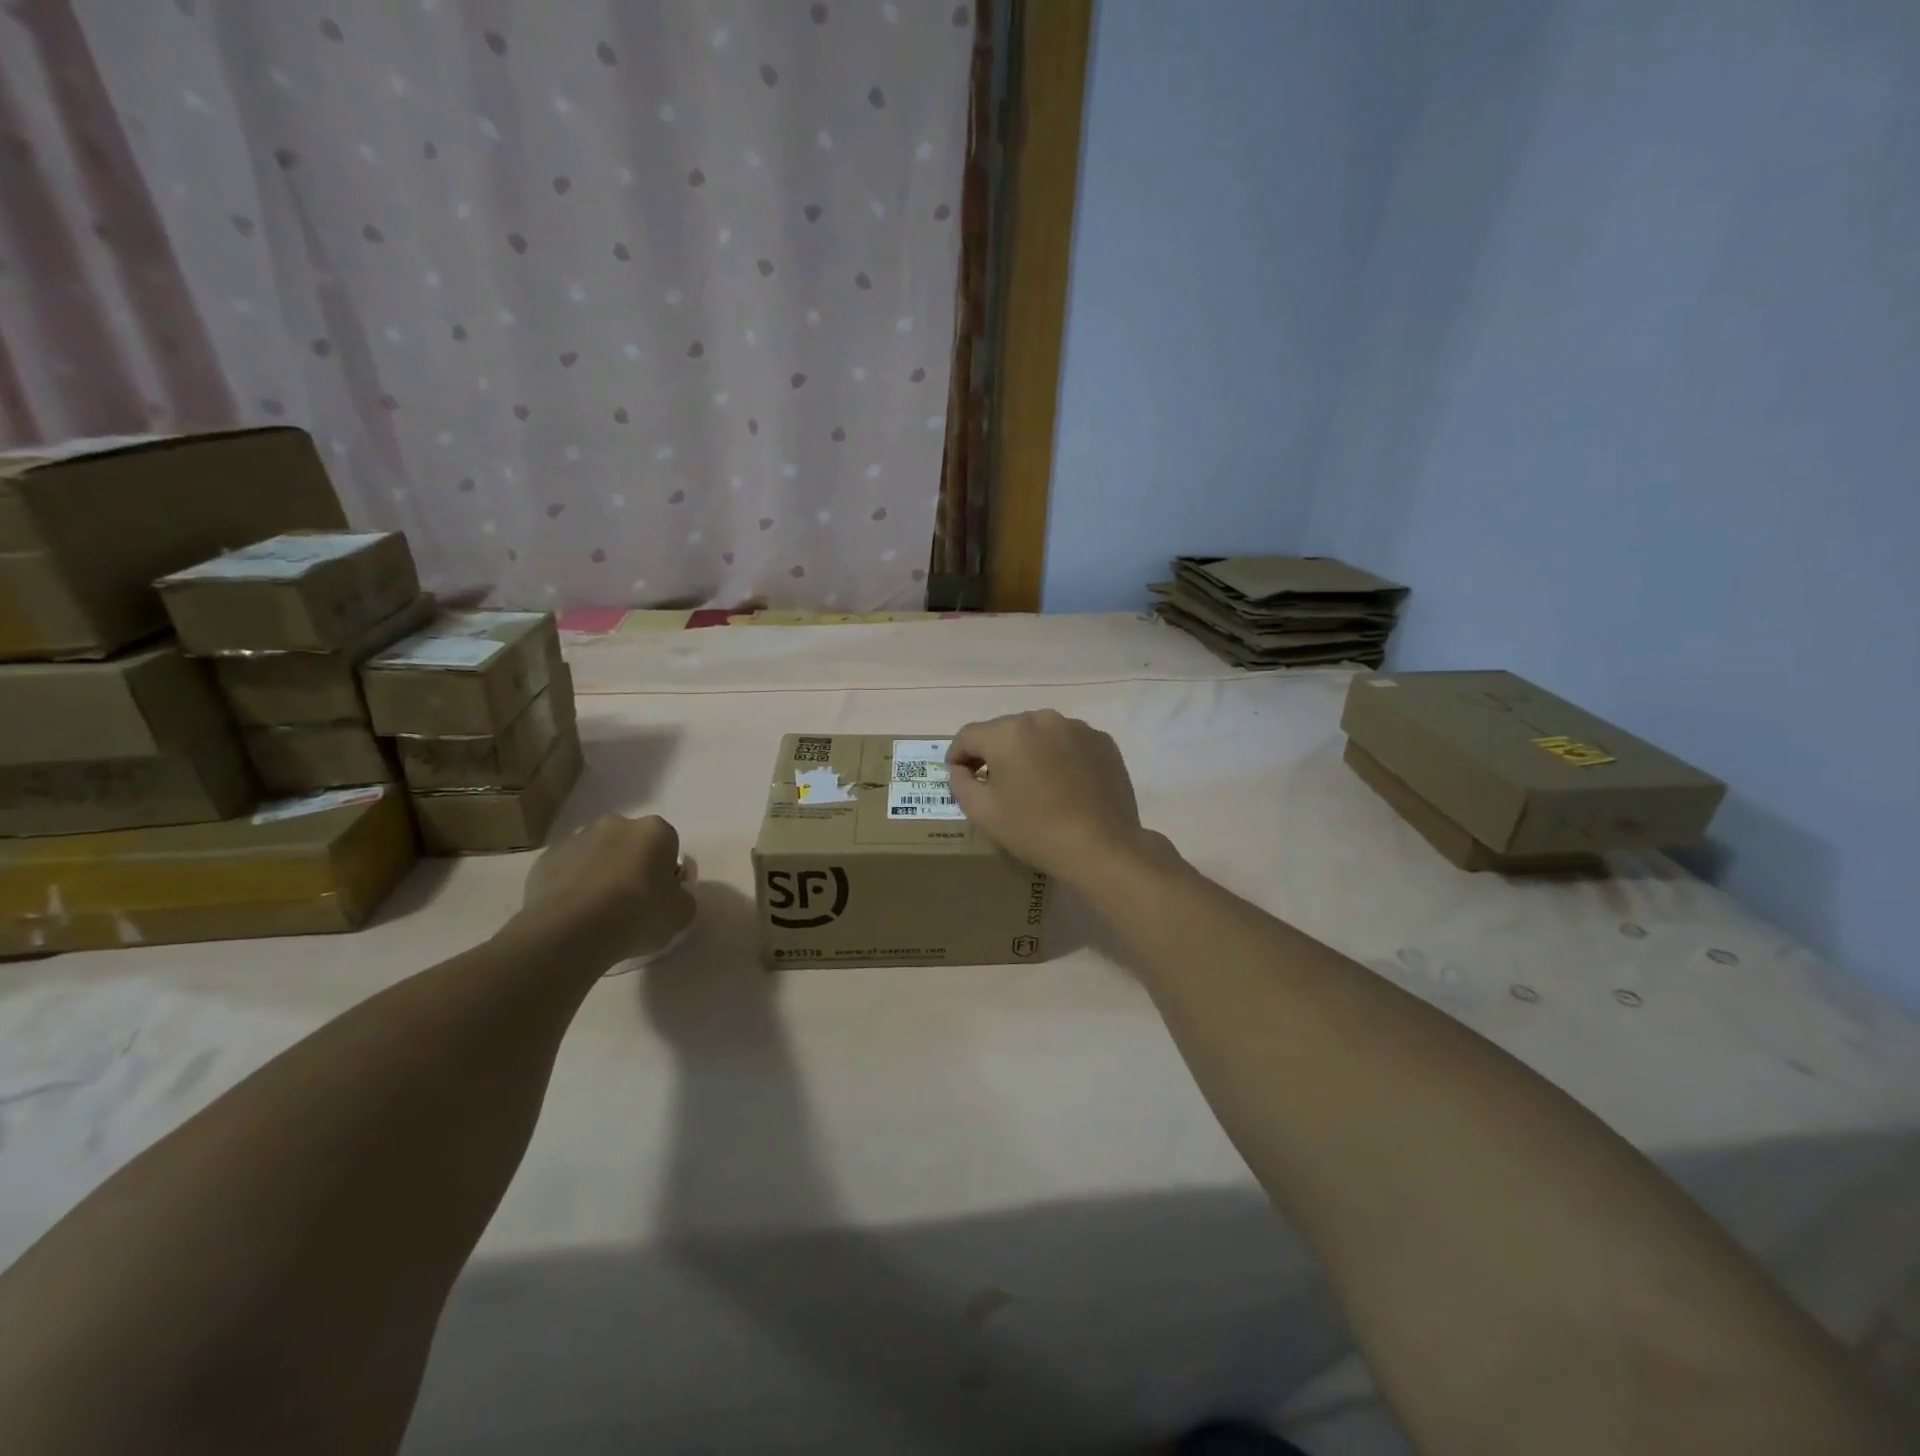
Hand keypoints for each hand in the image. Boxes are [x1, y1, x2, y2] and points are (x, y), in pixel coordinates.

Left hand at [520, 814, 694, 964]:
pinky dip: (571, 885)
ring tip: (596, 912)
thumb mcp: (681, 914)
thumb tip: (671, 895)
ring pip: (597, 854)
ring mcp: (576, 838)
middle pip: (630, 844)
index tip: (659, 897)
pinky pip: (567, 870)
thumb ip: (682, 897)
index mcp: (655, 830)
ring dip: (600, 873)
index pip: (668, 845)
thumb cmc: (637, 915)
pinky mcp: (544, 859)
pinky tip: (572, 914)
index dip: (665, 871)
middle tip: (630, 903)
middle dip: (631, 865)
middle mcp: (616, 824)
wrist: (570, 931)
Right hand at [946, 710, 1158, 883]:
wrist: (1102, 847)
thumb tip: (960, 767)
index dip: (957, 755)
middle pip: (1005, 731)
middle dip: (994, 753)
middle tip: (995, 784)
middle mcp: (1042, 718)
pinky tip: (1064, 785)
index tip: (959, 776)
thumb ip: (961, 783)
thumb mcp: (983, 813)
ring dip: (1029, 752)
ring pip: (1039, 734)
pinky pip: (1068, 742)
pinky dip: (1059, 756)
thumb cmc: (1035, 830)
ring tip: (1033, 784)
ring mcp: (1076, 727)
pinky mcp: (1102, 741)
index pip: (968, 735)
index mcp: (1008, 733)